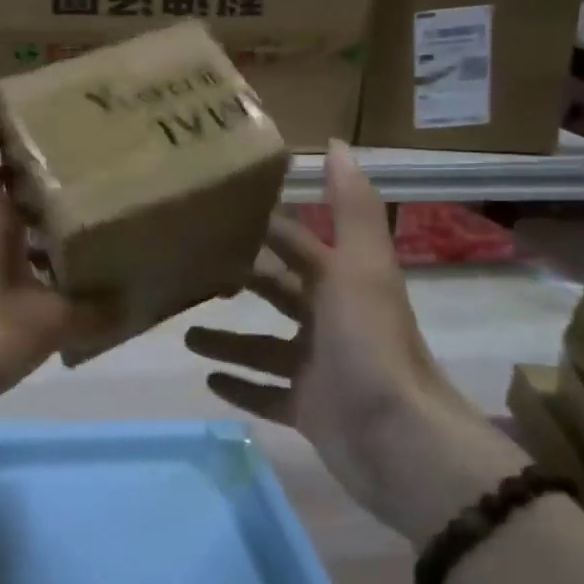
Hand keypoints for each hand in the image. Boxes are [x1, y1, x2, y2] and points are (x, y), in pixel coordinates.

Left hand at [0, 121, 112, 409]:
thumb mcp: (45, 323)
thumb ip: (91, 312)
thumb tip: (130, 303)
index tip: (39, 125)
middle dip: (37, 174)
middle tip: (86, 175)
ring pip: (0, 221)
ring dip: (36, 221)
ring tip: (85, 228)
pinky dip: (26, 258)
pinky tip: (59, 284)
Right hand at [185, 141, 528, 547]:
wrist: (398, 440)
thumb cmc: (369, 344)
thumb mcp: (359, 267)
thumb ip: (350, 207)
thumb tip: (338, 143)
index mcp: (343, 283)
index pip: (297, 244)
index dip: (264, 228)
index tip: (216, 214)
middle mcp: (331, 322)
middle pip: (278, 293)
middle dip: (240, 281)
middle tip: (189, 271)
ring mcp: (319, 369)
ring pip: (264, 347)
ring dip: (228, 339)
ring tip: (185, 333)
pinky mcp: (309, 411)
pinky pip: (266, 395)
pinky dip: (240, 387)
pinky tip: (206, 380)